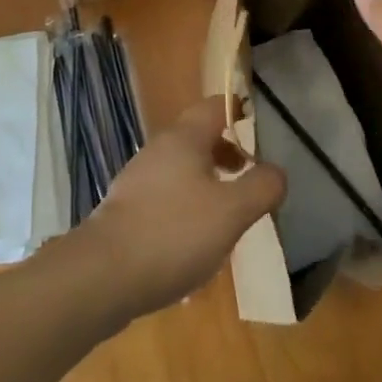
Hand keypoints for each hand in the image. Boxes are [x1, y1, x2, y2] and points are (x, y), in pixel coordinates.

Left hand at [70, 96, 286, 322]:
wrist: (103, 275)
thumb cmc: (174, 232)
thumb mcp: (231, 212)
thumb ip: (261, 187)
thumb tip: (277, 172)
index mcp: (185, 137)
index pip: (216, 105)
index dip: (239, 111)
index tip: (259, 128)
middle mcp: (160, 147)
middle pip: (199, 137)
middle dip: (226, 154)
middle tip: (248, 179)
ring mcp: (138, 177)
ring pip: (182, 168)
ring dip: (207, 183)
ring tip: (226, 217)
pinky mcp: (126, 208)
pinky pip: (165, 195)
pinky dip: (185, 206)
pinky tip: (193, 243)